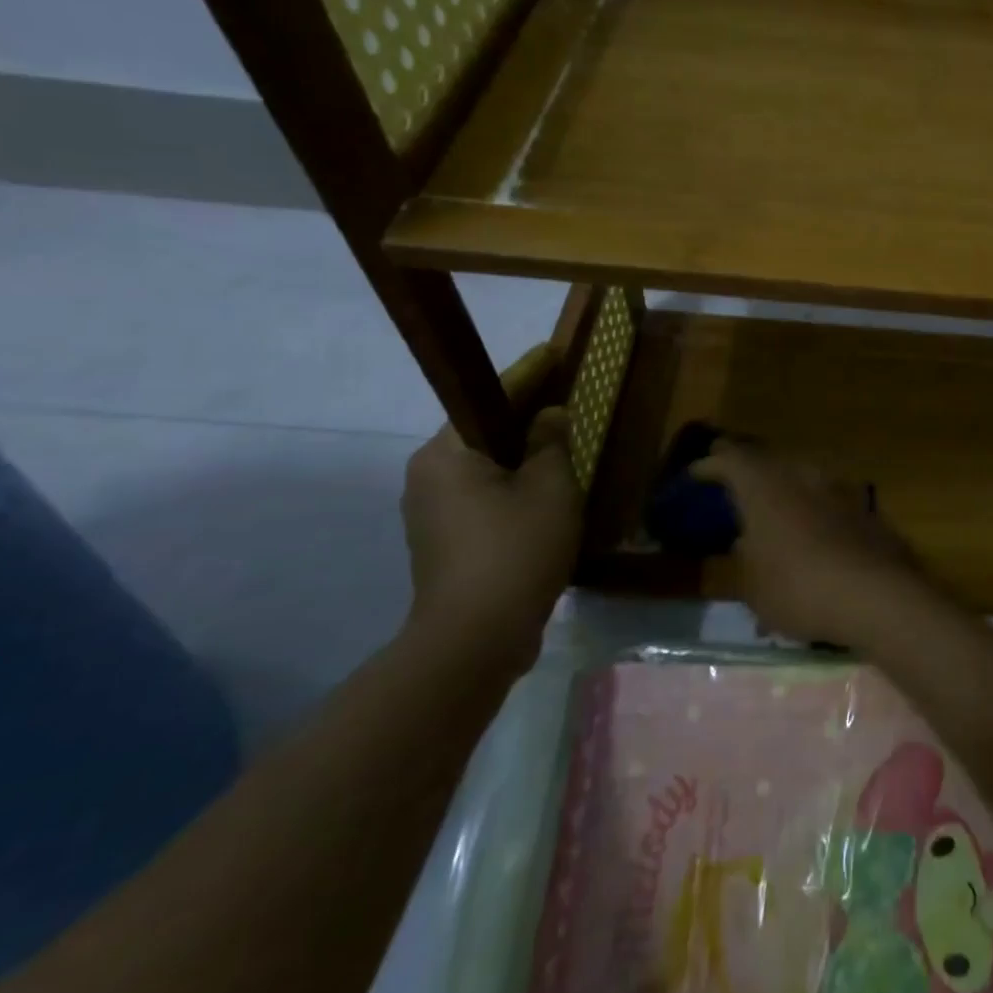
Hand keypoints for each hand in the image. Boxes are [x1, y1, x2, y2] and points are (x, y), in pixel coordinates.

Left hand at [402, 401, 581, 677]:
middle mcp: (427, 475)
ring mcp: (429, 512)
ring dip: (521, 457)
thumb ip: (552, 442)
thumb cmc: (515, 549)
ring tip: (563, 448)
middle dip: (525, 418)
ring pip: (484, 468)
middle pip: (484, 432)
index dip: (528, 374)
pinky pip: (483, 497)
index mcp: (446, 453)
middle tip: (566, 403)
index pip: (489, 397)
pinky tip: (545, 495)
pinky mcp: (442, 543)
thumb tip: (550, 416)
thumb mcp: (550, 487)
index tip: (554, 353)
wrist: (475, 638)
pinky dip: (513, 488)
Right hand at [691, 441, 926, 646]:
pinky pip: (829, 498)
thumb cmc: (799, 589)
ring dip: (786, 485)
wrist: (876, 594)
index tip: (697, 473)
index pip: (730, 460)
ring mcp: (838, 487)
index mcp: (764, 487)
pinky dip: (816, 508)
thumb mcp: (754, 587)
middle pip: (769, 460)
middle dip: (750, 468)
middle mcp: (801, 475)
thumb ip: (746, 559)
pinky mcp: (866, 507)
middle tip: (734, 479)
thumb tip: (747, 543)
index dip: (711, 465)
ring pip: (803, 475)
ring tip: (774, 503)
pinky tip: (814, 528)